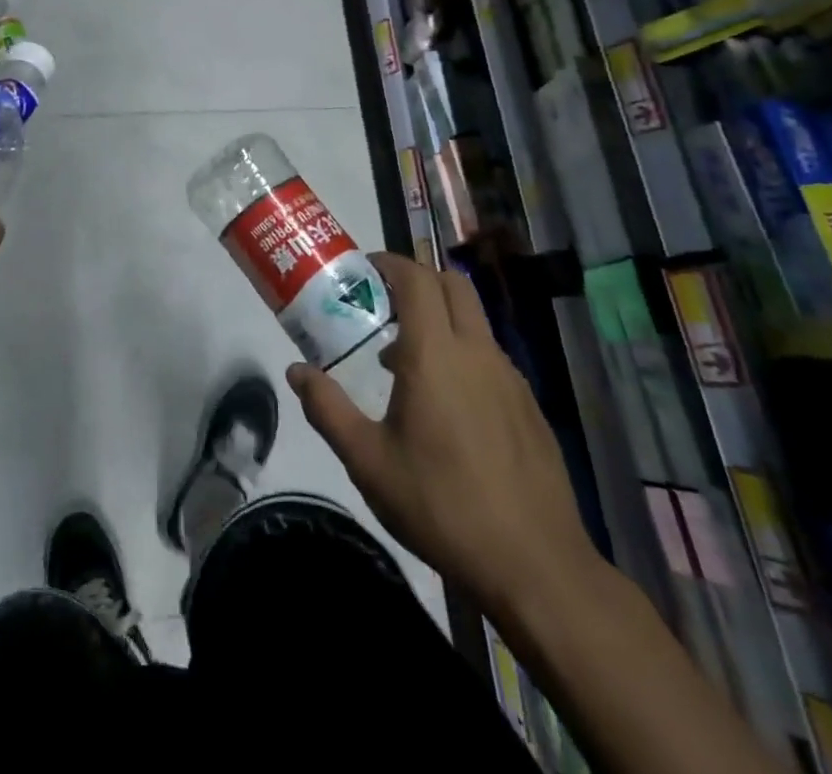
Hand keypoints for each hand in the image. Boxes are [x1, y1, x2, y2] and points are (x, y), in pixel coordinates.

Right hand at [287, 252, 600, 616]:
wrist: (536, 567)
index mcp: (436, 354)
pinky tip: (446, 404)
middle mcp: (477, 353)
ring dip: (440, 318)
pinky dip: (462, 353)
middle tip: (383, 302)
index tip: (364, 269)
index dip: (391, 263)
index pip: (417, 279)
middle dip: (418, 279)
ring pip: (474, 321)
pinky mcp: (530, 407)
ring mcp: (511, 379)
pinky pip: (490, 357)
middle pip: (453, 285)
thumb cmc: (441, 505)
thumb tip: (296, 372)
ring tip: (404, 360)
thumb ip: (327, 409)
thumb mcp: (368, 461)